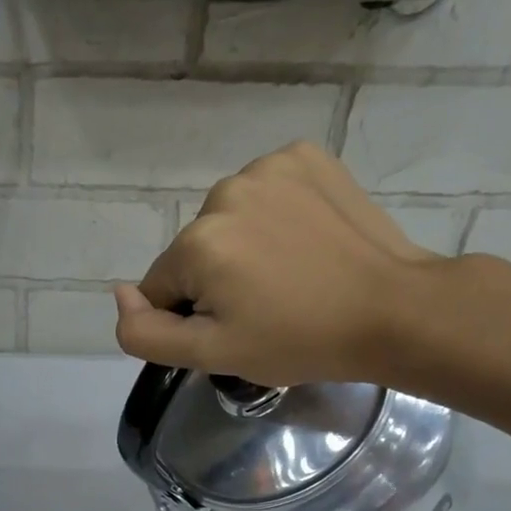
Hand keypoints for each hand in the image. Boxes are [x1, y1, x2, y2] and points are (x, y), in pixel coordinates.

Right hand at [114, 141, 451, 386]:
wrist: (392, 309)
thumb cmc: (297, 341)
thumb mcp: (211, 355)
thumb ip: (146, 333)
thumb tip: (119, 295)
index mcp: (198, 243)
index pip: (162, 288)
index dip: (191, 317)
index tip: (235, 329)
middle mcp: (224, 192)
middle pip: (193, 251)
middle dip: (215, 280)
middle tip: (265, 307)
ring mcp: (269, 167)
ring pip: (226, 221)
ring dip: (242, 247)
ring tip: (288, 275)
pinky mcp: (306, 156)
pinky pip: (264, 192)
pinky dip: (273, 215)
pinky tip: (302, 241)